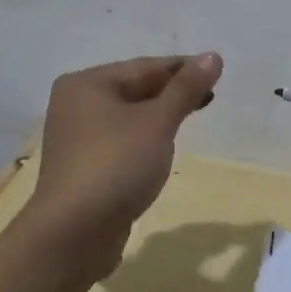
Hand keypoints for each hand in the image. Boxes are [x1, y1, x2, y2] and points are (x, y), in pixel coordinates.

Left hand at [23, 53, 223, 281]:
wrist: (73, 235)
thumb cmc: (116, 165)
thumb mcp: (157, 122)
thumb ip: (186, 88)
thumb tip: (213, 56)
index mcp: (86, 83)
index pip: (144, 67)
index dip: (183, 68)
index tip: (217, 70)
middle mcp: (76, 104)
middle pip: (135, 89)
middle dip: (172, 92)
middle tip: (211, 95)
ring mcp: (78, 138)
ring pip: (129, 117)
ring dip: (160, 115)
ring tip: (194, 115)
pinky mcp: (85, 168)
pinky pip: (122, 141)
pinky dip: (146, 138)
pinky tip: (164, 146)